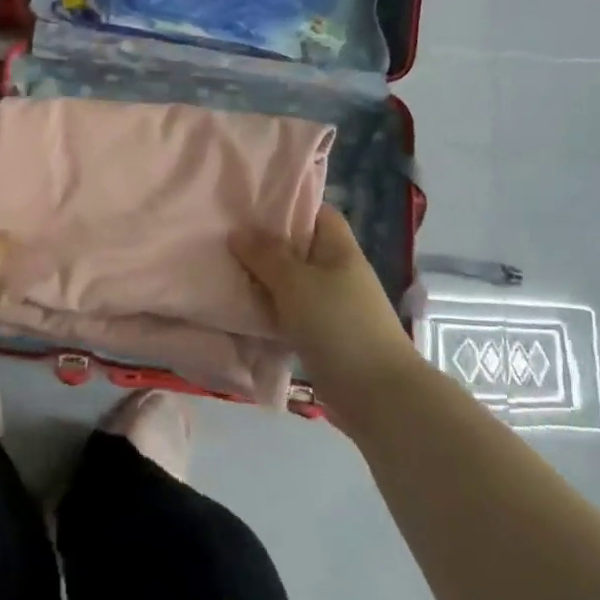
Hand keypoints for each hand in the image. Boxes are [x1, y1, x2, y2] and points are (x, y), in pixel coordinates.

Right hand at [232, 206, 418, 433]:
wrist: (376, 394)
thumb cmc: (338, 324)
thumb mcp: (295, 281)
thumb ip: (265, 255)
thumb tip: (238, 232)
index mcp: (340, 249)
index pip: (316, 213)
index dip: (287, 205)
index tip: (250, 204)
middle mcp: (337, 272)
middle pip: (298, 248)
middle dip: (264, 244)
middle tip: (224, 236)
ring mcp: (331, 306)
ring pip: (290, 283)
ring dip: (263, 280)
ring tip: (223, 269)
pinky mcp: (322, 336)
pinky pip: (289, 313)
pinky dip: (268, 310)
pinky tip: (240, 308)